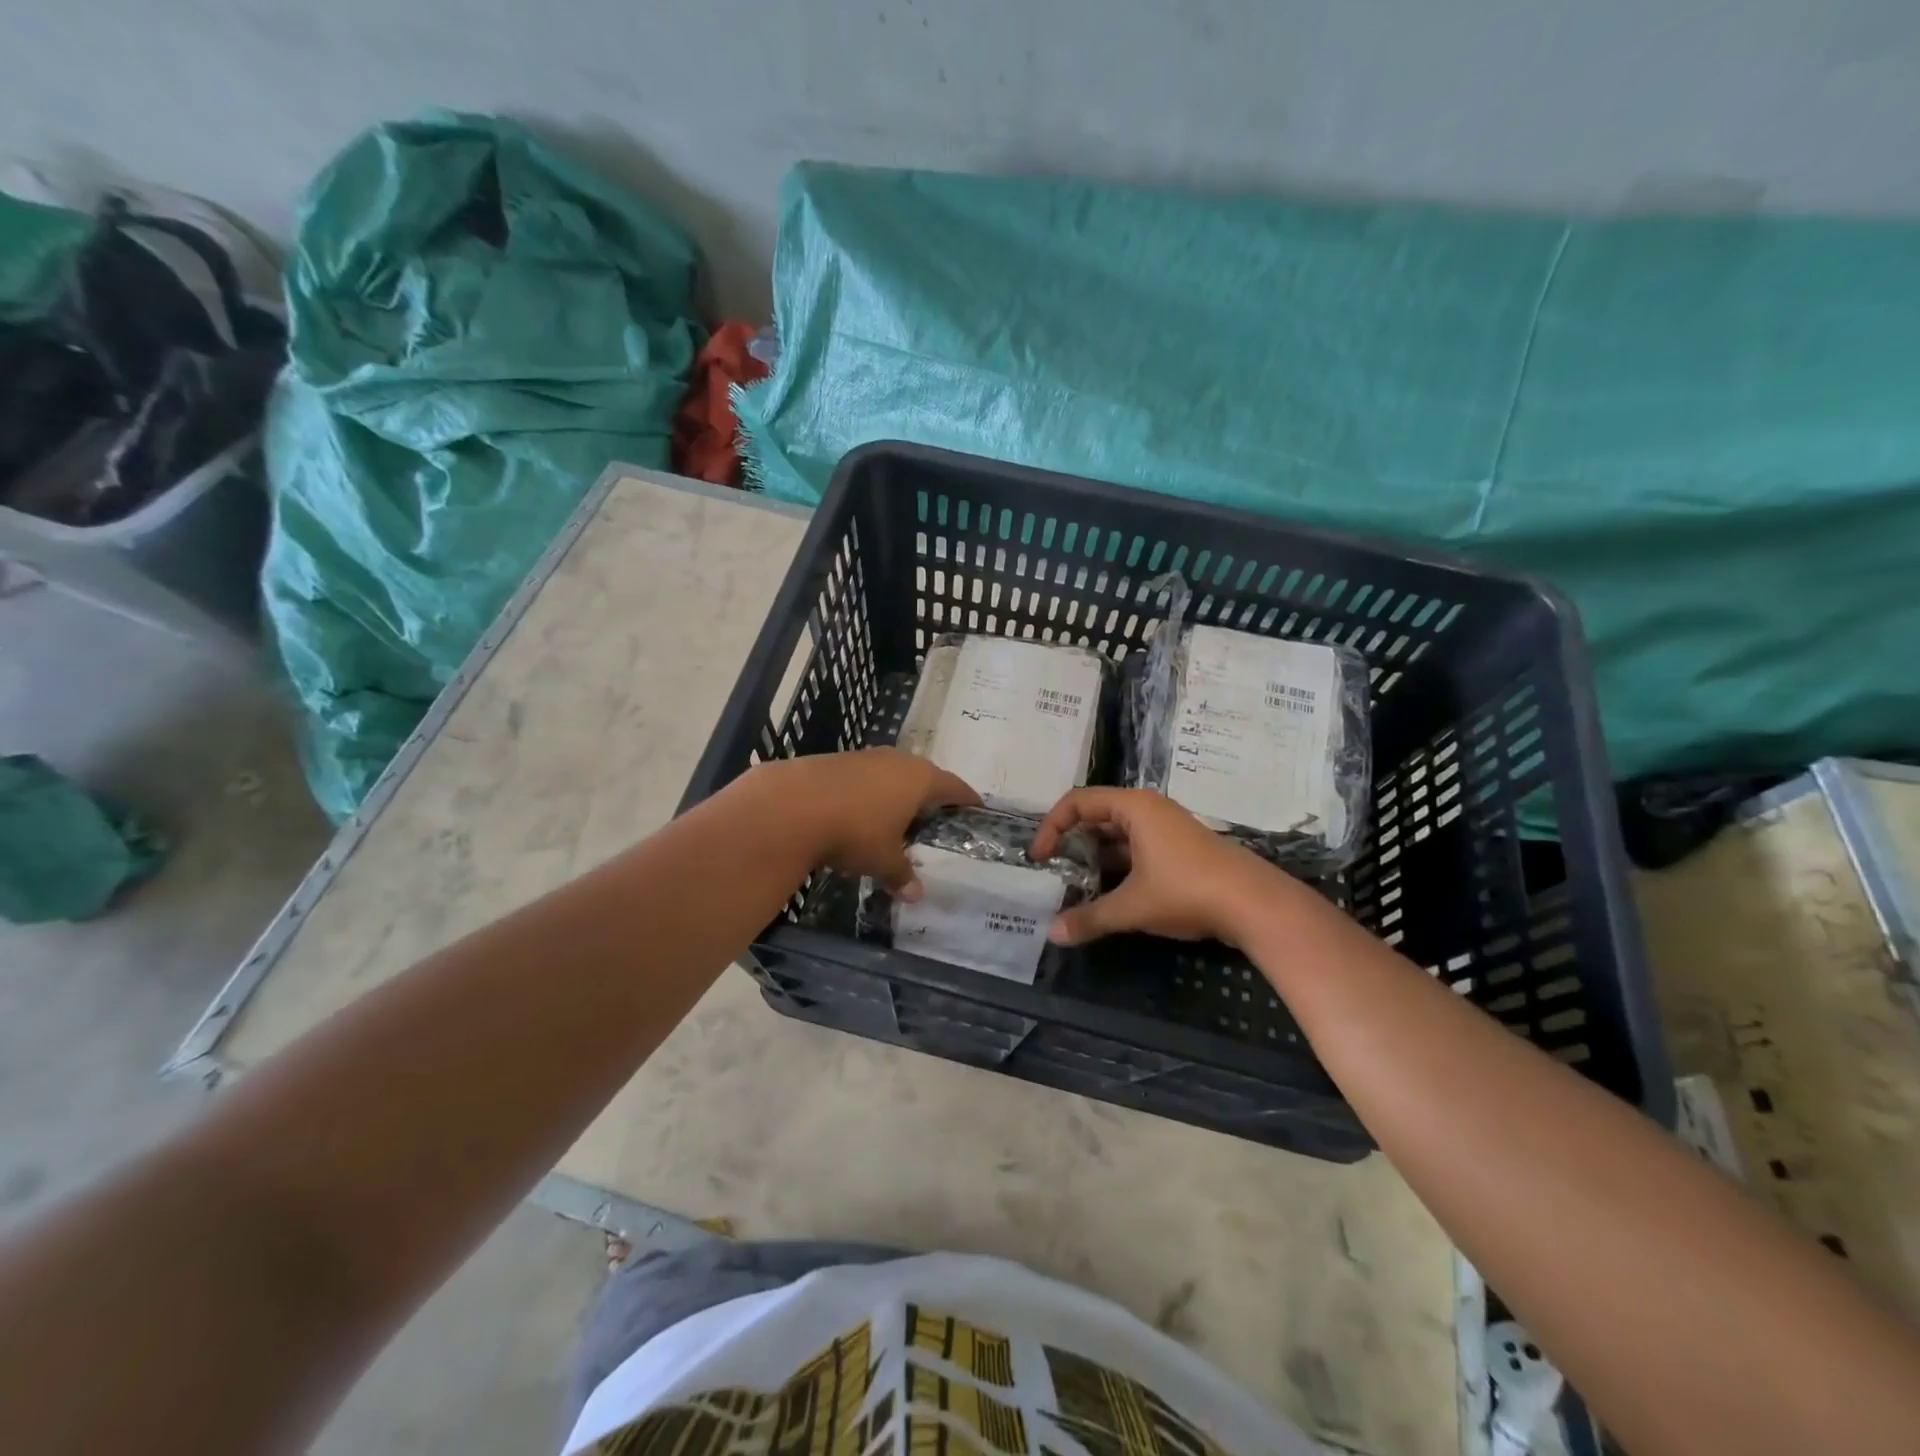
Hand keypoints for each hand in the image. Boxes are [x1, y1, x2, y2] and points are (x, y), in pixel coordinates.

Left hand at [763, 749, 978, 900]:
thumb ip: (902, 874)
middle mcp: (897, 760)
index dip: (966, 799)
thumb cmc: (854, 831)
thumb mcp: (882, 860)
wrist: (791, 804)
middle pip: (923, 776)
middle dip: (930, 796)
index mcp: (920, 779)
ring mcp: (865, 757)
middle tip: (935, 818)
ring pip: (891, 774)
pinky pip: (864, 777)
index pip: (954, 786)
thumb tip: (916, 895)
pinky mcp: (835, 760)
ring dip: (896, 792)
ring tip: (898, 817)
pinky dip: (868, 793)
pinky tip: (859, 812)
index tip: (975, 809)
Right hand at [1029, 788, 1289, 946]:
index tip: (1040, 859)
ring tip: (1076, 888)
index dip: (1051, 827)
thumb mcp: (1132, 906)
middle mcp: (1148, 810)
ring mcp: (1166, 829)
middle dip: (1072, 844)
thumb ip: (1090, 917)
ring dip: (1095, 859)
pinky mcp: (1179, 850)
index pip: (1077, 802)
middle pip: (1096, 816)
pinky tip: (1110, 896)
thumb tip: (1052, 934)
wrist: (1256, 905)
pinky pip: (1136, 850)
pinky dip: (1117, 868)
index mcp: (1134, 807)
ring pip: (1117, 836)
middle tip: (1054, 872)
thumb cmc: (1188, 891)